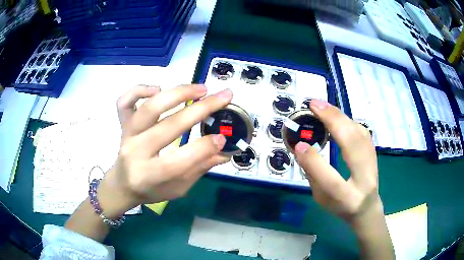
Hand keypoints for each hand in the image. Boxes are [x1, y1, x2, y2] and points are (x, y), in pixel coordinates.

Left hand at [97, 84, 231, 217]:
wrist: (122, 184)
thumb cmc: (151, 190)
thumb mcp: (178, 188)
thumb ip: (199, 168)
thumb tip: (225, 151)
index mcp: (150, 175)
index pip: (179, 161)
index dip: (204, 147)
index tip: (223, 138)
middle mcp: (136, 152)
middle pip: (169, 127)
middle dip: (201, 109)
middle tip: (224, 97)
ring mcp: (127, 135)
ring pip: (149, 108)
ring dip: (177, 93)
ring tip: (201, 89)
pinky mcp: (122, 124)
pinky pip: (125, 101)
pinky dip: (140, 90)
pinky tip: (158, 89)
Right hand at [294, 99, 380, 222]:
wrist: (367, 208)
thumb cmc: (341, 206)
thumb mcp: (321, 199)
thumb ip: (314, 176)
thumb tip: (303, 148)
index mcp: (347, 199)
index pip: (330, 181)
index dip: (314, 161)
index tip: (299, 145)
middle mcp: (364, 180)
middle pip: (352, 146)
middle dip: (333, 121)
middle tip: (314, 105)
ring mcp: (373, 165)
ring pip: (360, 134)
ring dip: (340, 116)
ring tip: (323, 107)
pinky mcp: (374, 154)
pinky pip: (363, 132)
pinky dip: (348, 121)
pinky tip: (337, 116)